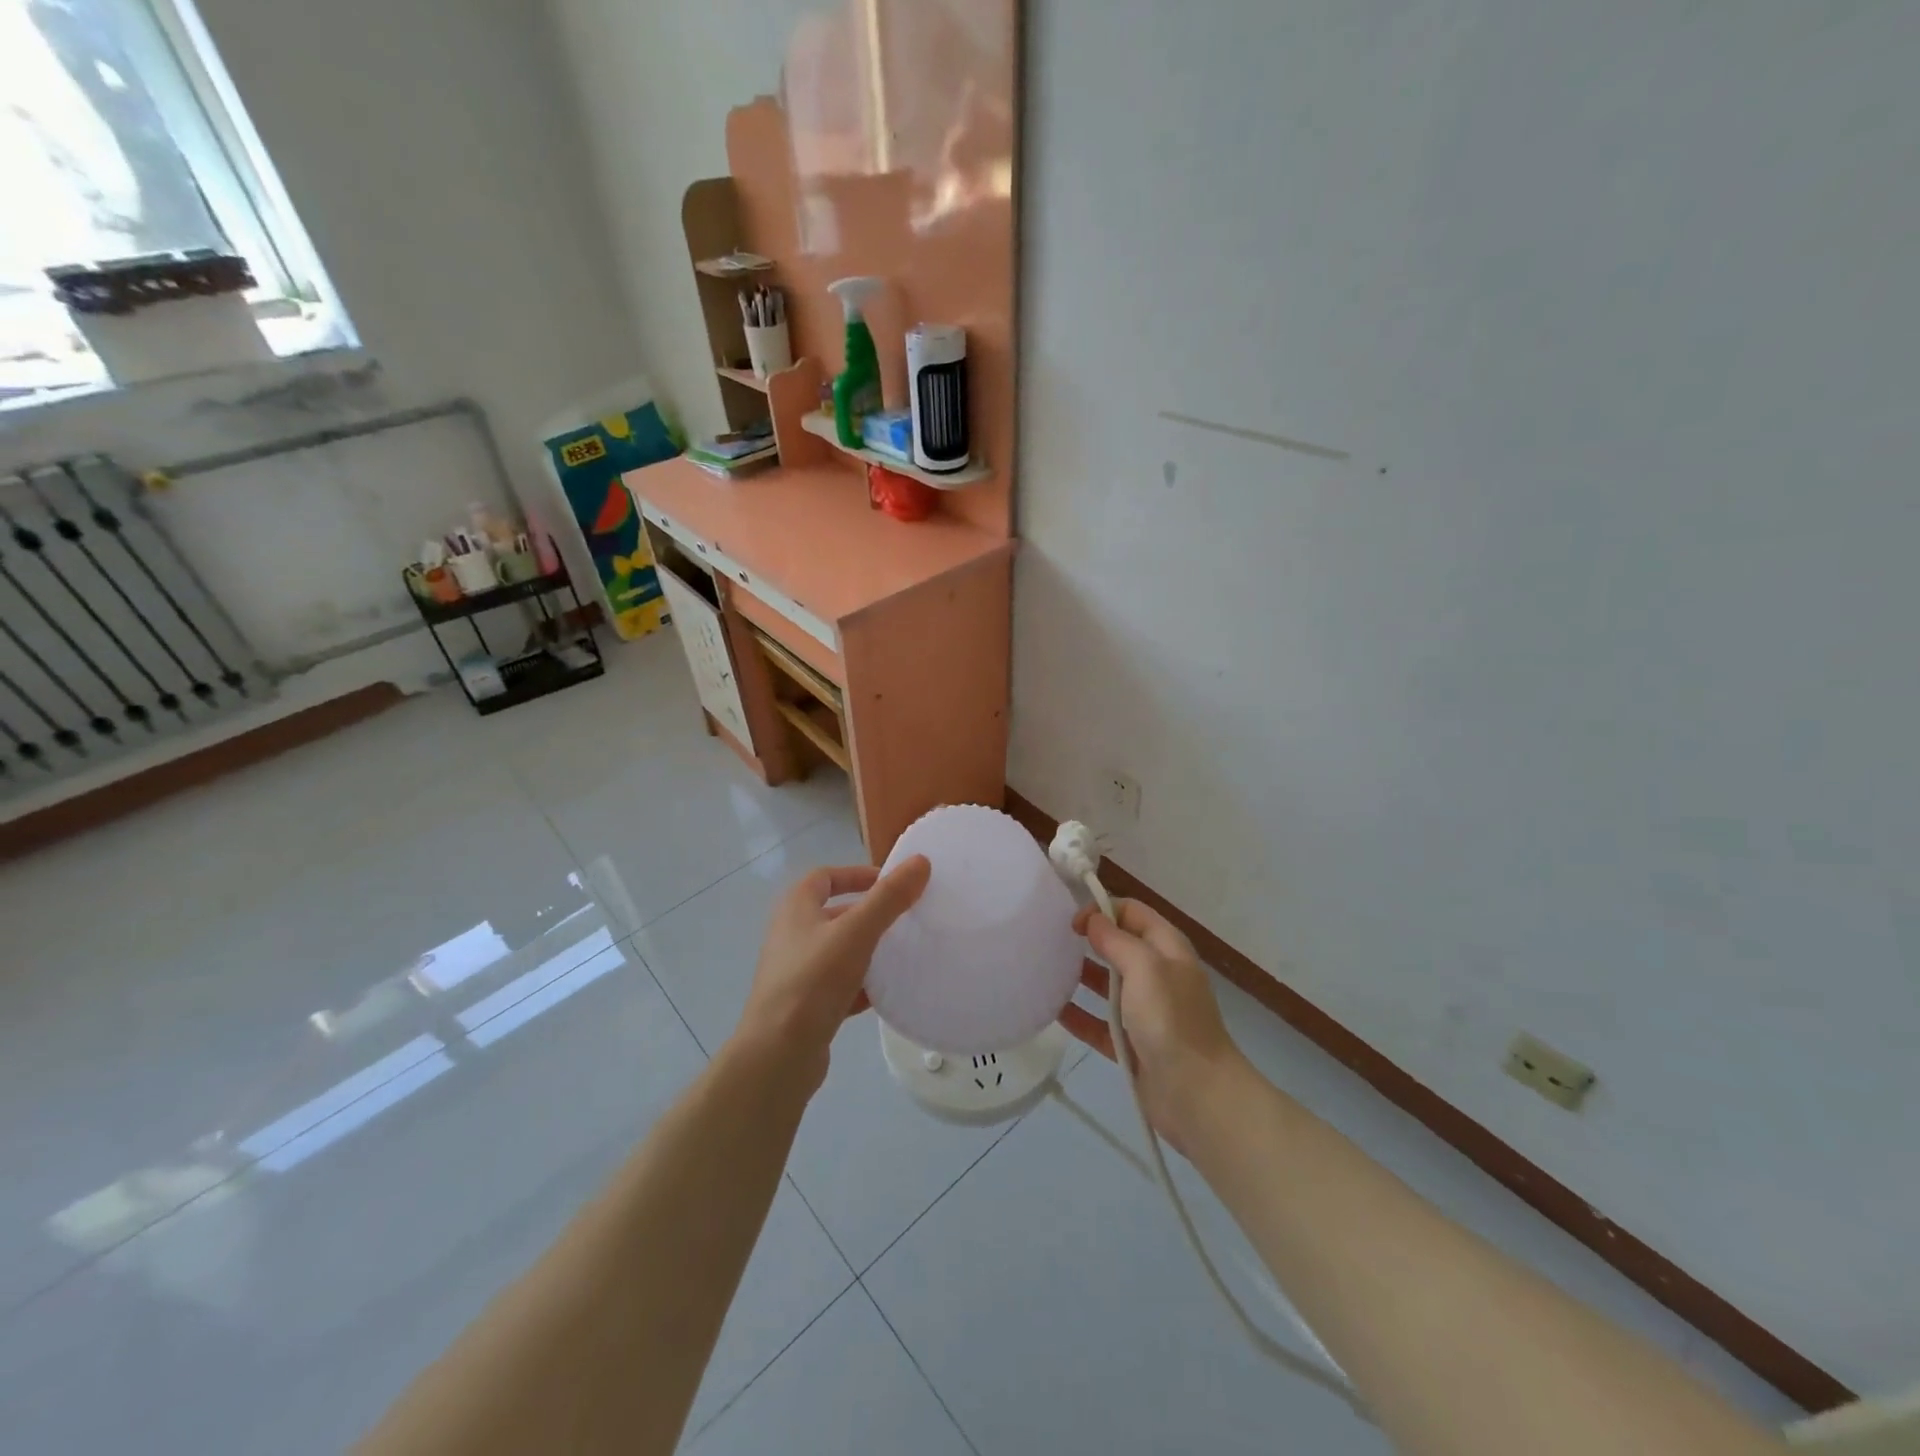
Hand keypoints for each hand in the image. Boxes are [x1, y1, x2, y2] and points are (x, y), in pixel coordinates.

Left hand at [733, 856, 931, 1088]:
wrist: (777, 1055)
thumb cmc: (813, 981)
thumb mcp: (856, 932)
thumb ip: (889, 897)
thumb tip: (921, 861)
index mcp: (796, 908)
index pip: (825, 877)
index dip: (856, 874)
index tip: (891, 884)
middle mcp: (791, 935)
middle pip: (835, 914)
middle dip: (869, 914)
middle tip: (905, 919)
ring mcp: (796, 972)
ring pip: (839, 951)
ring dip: (868, 950)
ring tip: (903, 954)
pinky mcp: (804, 1006)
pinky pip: (839, 986)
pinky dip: (861, 985)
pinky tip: (886, 993)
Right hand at [1064, 898, 1245, 1147]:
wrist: (1196, 1095)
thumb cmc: (1171, 1021)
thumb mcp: (1145, 968)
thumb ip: (1116, 940)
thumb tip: (1093, 920)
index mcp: (1167, 949)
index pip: (1132, 911)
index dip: (1102, 909)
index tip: (1071, 922)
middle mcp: (1157, 975)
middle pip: (1118, 946)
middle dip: (1088, 940)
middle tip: (1051, 942)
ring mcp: (1145, 1011)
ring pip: (1107, 985)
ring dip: (1080, 977)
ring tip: (1045, 972)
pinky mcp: (1131, 1044)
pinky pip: (1099, 1023)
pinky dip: (1078, 1016)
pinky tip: (1052, 1011)